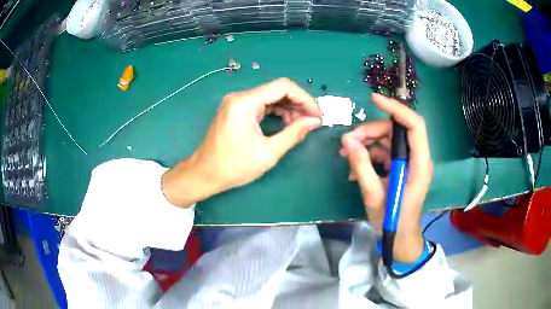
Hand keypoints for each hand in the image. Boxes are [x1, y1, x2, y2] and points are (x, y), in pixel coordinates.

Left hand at [162, 78, 321, 206]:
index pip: (282, 86)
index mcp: (244, 102)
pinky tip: (287, 123)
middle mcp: (240, 97)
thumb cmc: (234, 166)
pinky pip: (261, 105)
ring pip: (270, 97)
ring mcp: (237, 103)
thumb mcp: (268, 152)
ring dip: (289, 108)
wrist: (205, 174)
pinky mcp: (236, 110)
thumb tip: (314, 121)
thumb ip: (294, 133)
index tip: (316, 114)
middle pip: (276, 90)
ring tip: (302, 124)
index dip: (304, 97)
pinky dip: (277, 112)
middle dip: (298, 103)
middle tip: (313, 120)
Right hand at [339, 93, 432, 262]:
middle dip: (370, 132)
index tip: (373, 100)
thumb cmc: (392, 220)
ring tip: (346, 156)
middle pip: (395, 131)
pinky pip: (384, 153)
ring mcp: (408, 162)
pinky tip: (355, 170)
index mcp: (418, 164)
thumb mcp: (374, 195)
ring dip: (366, 144)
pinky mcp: (401, 166)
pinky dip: (369, 156)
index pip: (414, 125)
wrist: (399, 236)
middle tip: (347, 142)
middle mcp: (416, 158)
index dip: (396, 109)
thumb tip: (348, 142)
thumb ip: (362, 166)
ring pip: (388, 140)